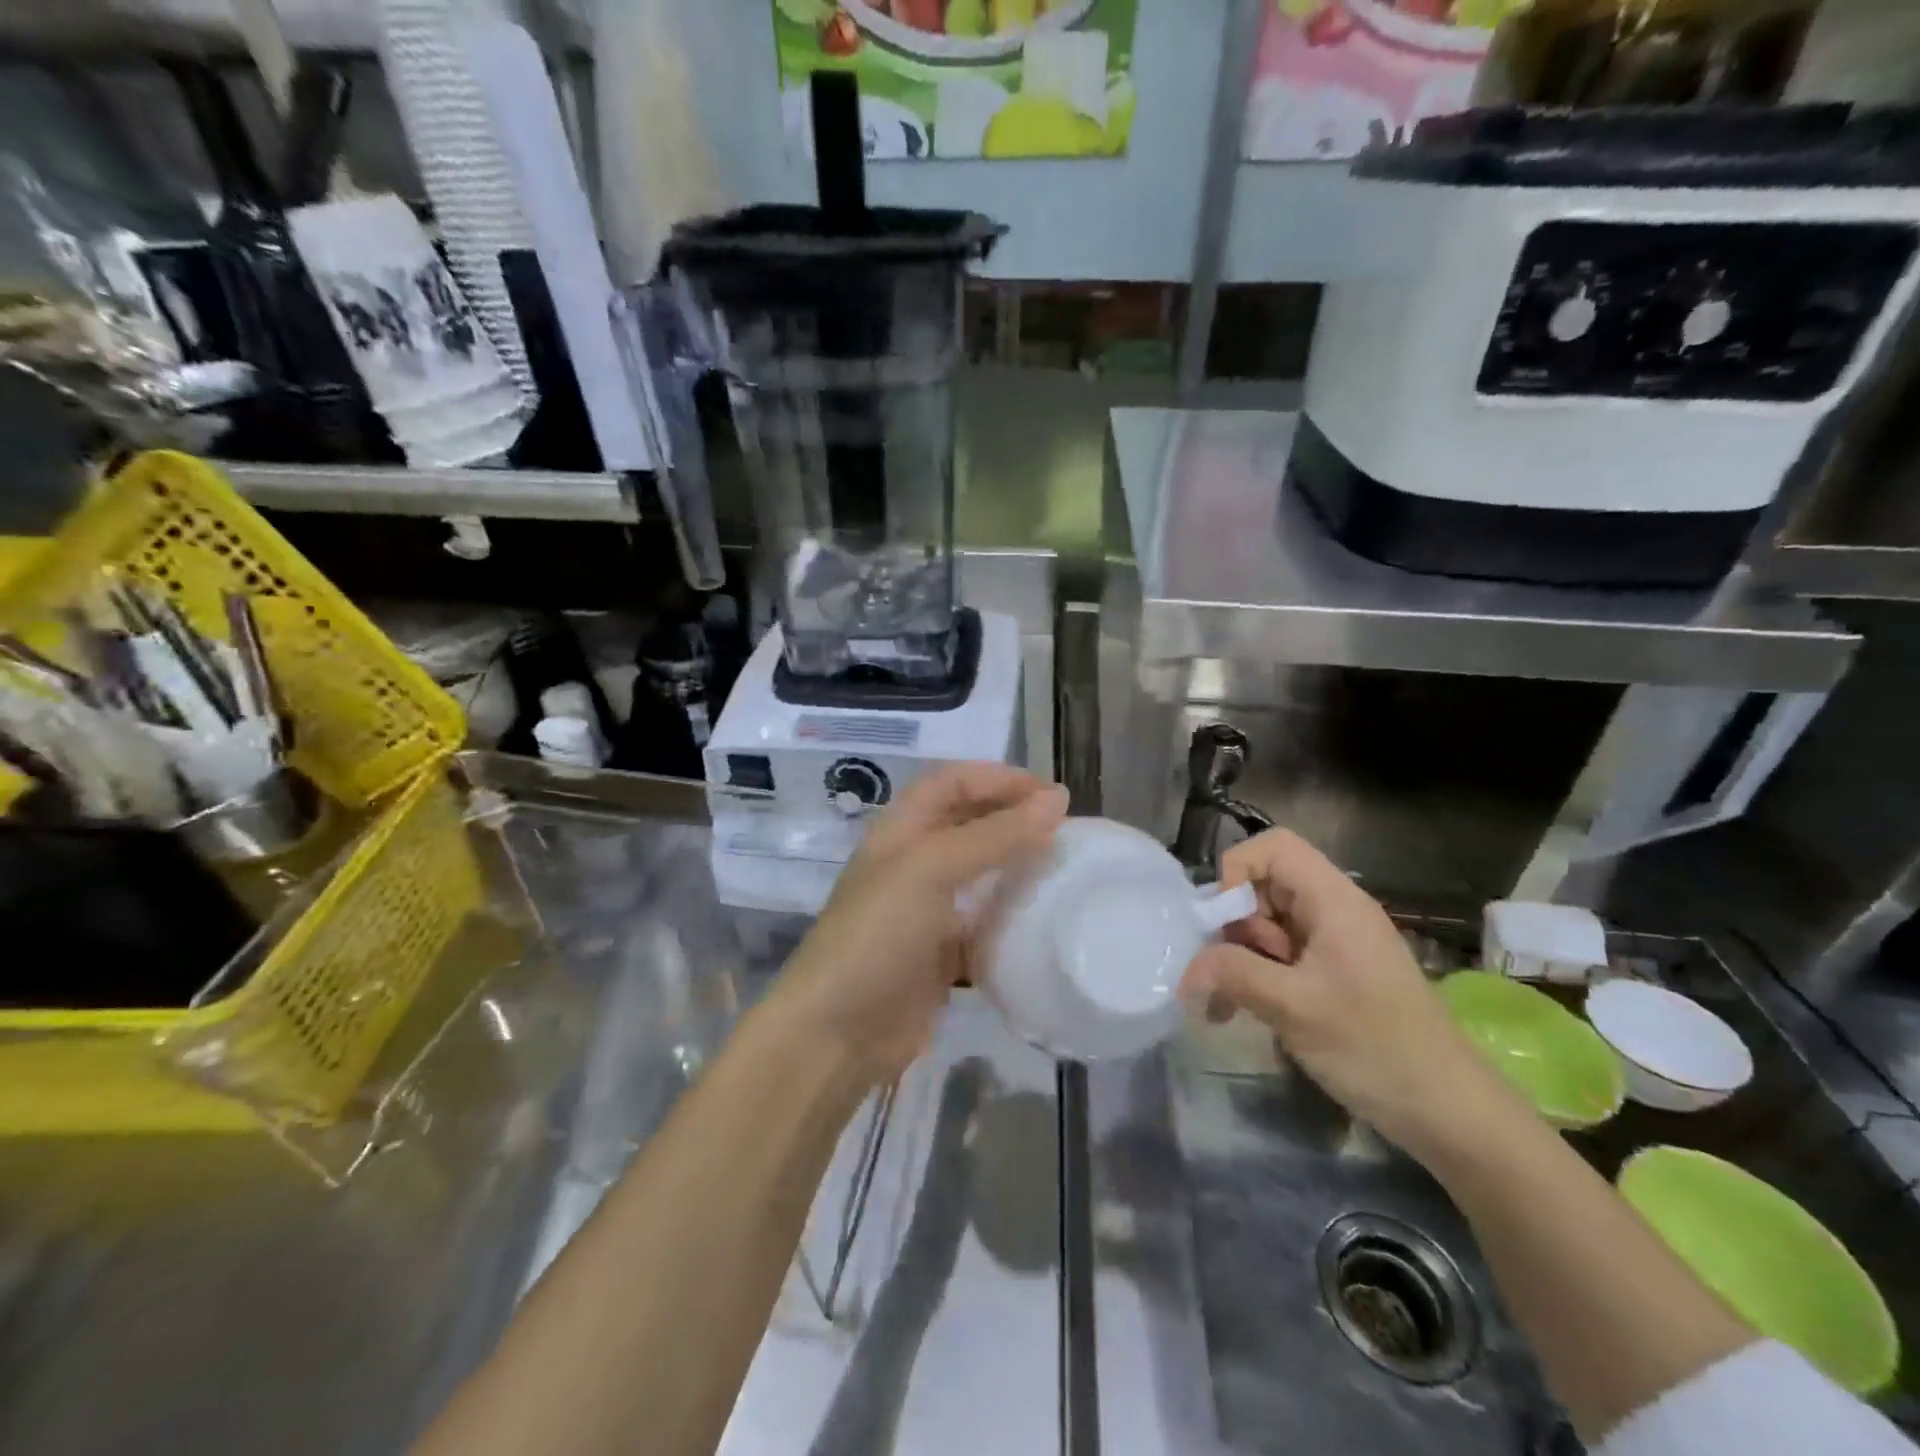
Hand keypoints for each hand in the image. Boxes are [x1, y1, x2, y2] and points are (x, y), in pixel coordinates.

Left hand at [768, 764, 1068, 1084]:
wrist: (838, 1033)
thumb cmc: (878, 934)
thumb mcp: (931, 869)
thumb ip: (994, 834)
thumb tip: (1057, 800)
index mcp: (900, 830)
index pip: (952, 781)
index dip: (998, 778)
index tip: (1050, 793)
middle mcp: (912, 862)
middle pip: (968, 823)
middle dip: (1013, 817)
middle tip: (1066, 829)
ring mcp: (925, 910)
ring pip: (980, 874)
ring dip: (1017, 866)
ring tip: (1064, 868)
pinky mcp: (940, 954)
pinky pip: (984, 924)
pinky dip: (1011, 918)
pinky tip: (1043, 921)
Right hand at [1181, 828, 1520, 1156]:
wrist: (1451, 1114)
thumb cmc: (1375, 1048)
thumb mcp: (1294, 1008)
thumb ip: (1234, 974)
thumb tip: (1184, 969)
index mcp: (1333, 901)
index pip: (1273, 847)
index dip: (1237, 872)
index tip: (1224, 923)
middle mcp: (1333, 911)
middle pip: (1264, 887)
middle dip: (1233, 925)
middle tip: (1223, 973)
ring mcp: (1333, 944)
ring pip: (1266, 925)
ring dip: (1238, 959)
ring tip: (1224, 1006)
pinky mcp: (1332, 975)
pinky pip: (1280, 958)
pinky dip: (1255, 978)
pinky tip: (1239, 1014)